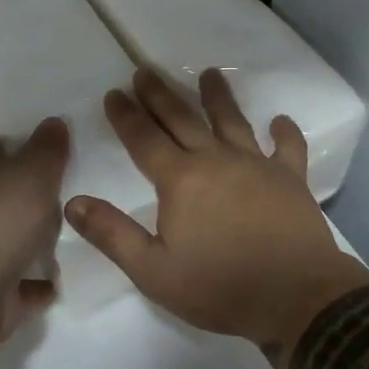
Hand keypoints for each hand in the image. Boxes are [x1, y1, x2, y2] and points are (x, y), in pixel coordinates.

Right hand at [64, 68, 361, 347]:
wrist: (296, 298)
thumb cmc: (219, 287)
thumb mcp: (153, 271)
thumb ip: (112, 234)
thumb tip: (73, 201)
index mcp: (180, 180)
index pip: (144, 139)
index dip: (126, 115)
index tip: (113, 93)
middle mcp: (215, 159)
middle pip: (182, 119)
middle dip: (160, 94)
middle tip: (145, 70)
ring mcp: (256, 164)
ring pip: (232, 120)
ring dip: (218, 96)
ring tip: (210, 73)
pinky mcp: (290, 178)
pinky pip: (287, 148)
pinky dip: (284, 132)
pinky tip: (280, 120)